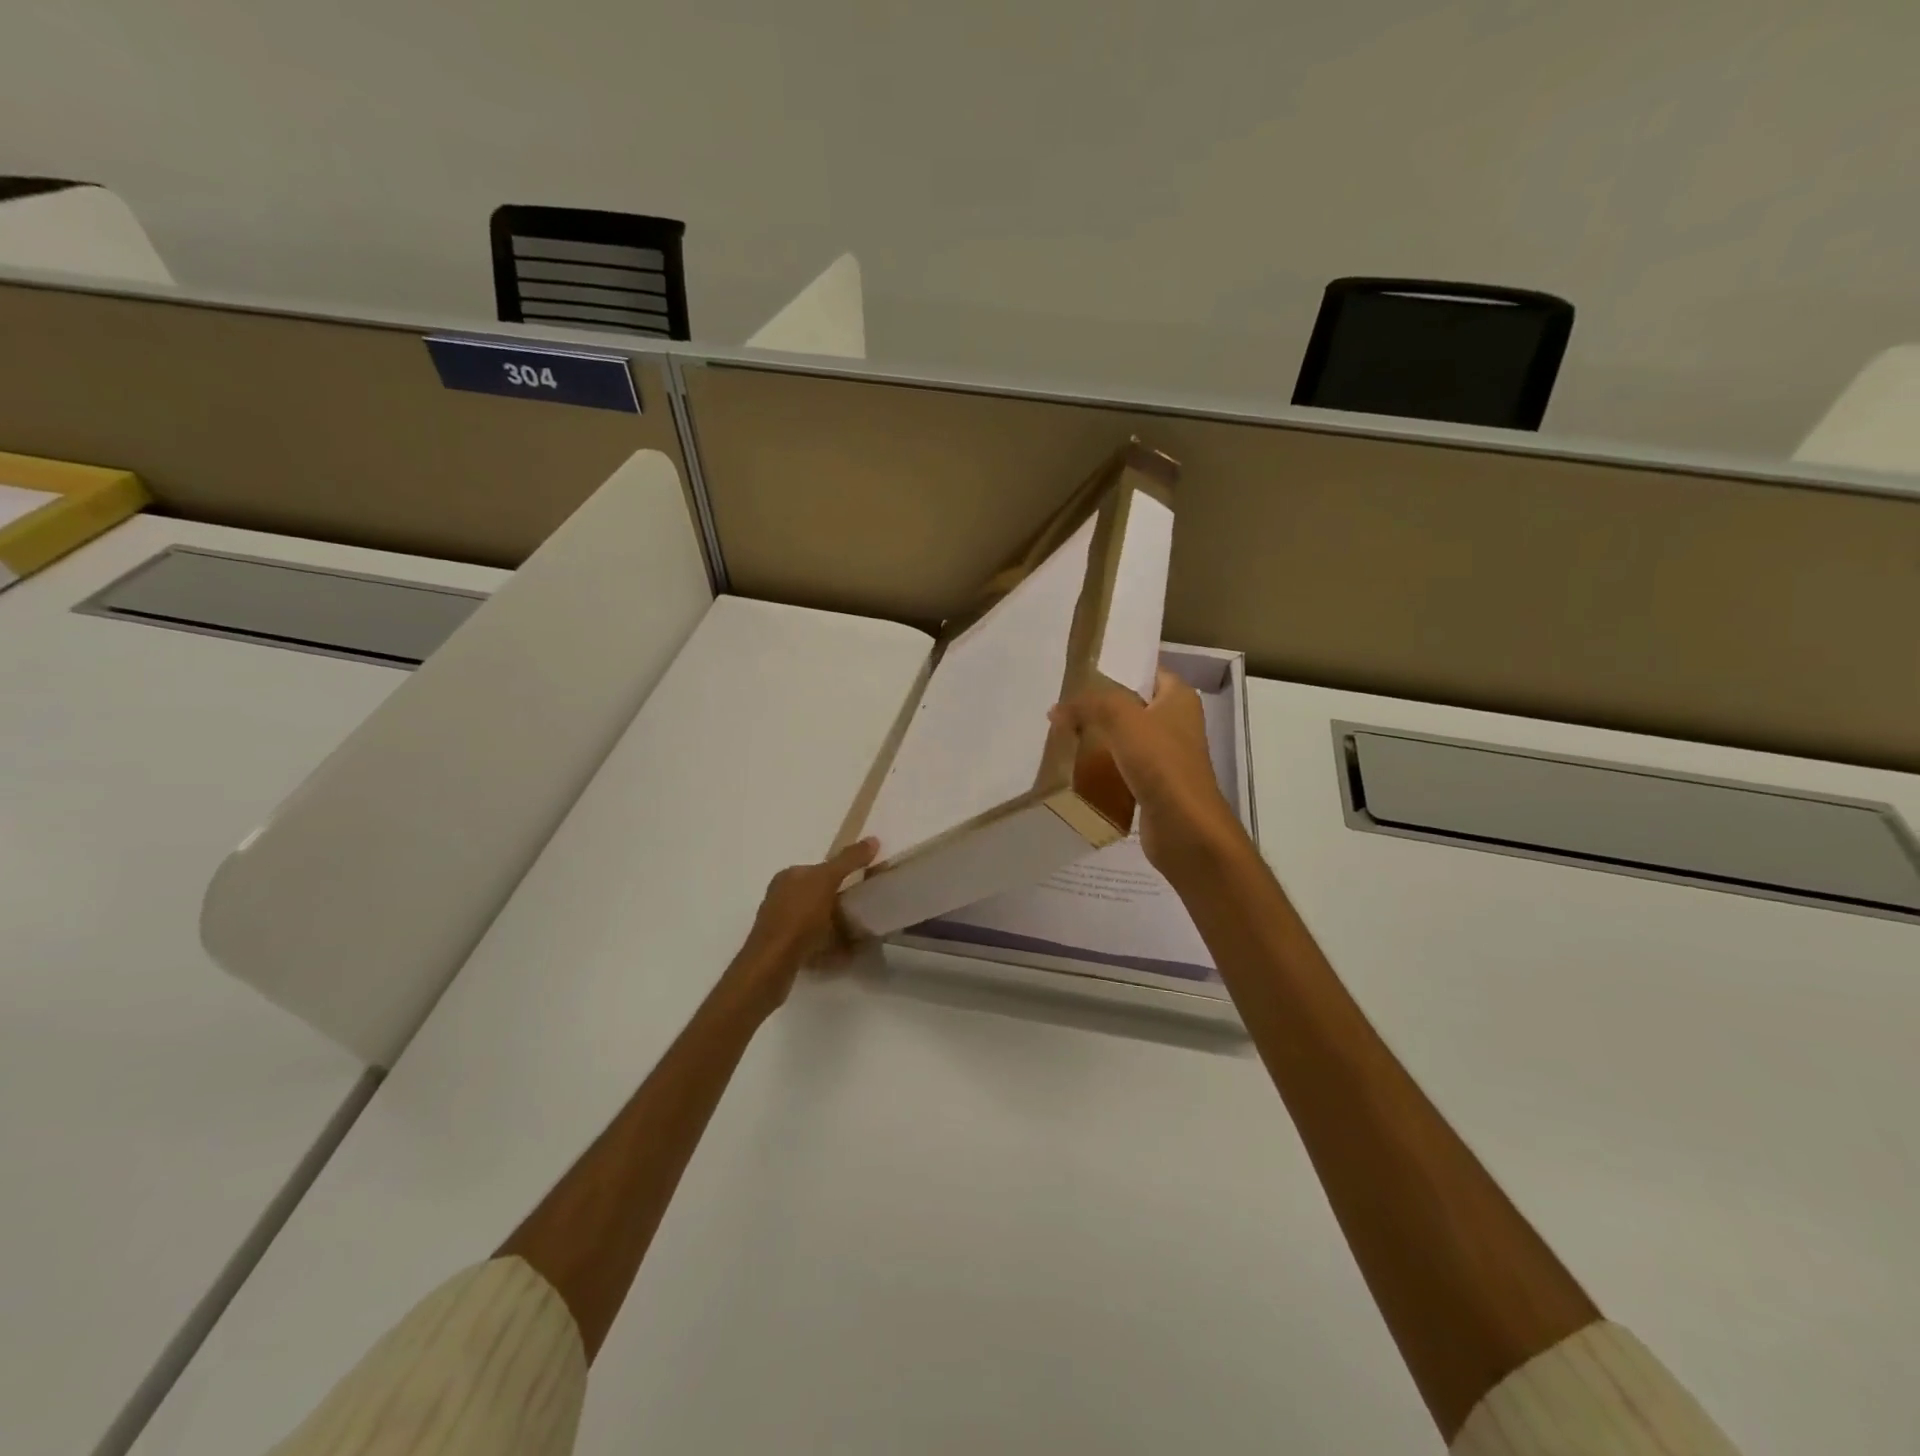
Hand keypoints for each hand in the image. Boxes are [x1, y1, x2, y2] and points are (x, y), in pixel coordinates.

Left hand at [720, 838, 878, 1018]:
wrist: (772, 964)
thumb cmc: (798, 917)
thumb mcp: (826, 881)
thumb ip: (848, 860)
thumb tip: (873, 839)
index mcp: (788, 877)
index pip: (820, 869)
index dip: (843, 874)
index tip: (864, 885)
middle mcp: (780, 896)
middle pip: (819, 893)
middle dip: (840, 901)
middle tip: (863, 910)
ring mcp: (780, 923)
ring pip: (816, 918)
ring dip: (836, 924)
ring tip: (857, 934)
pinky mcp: (783, 948)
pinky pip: (812, 940)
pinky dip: (828, 943)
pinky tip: (842, 952)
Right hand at [1050, 670, 1244, 880]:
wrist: (1185, 827)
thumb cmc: (1160, 763)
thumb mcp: (1123, 719)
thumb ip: (1089, 706)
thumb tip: (1057, 710)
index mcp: (1179, 698)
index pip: (1147, 671)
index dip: (1118, 669)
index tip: (1082, 673)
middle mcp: (1177, 723)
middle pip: (1133, 705)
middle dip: (1101, 705)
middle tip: (1065, 705)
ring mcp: (1167, 756)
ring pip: (1127, 737)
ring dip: (1100, 737)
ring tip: (1064, 733)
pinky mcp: (1155, 785)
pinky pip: (1124, 766)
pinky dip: (1105, 766)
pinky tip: (1078, 767)